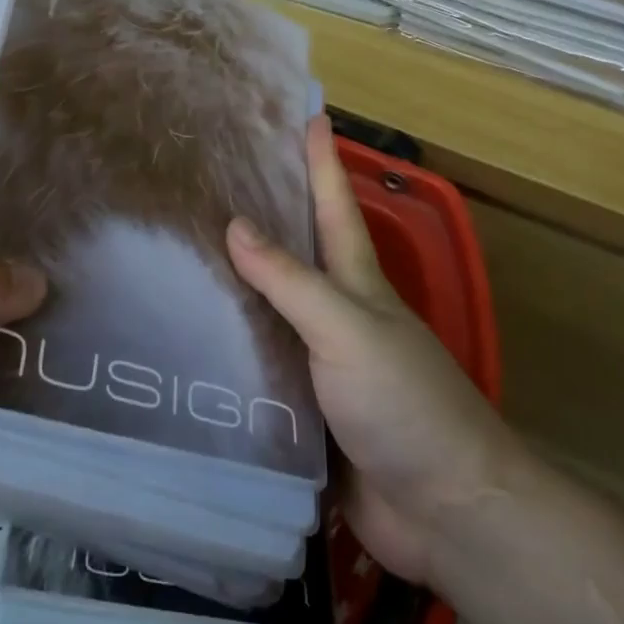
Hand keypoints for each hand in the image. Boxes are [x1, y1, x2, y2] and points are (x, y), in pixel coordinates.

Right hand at [227, 117, 512, 584]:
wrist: (443, 509)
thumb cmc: (404, 403)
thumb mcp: (347, 329)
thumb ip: (292, 282)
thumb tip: (235, 225)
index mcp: (356, 285)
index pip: (335, 207)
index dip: (322, 161)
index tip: (307, 114)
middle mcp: (337, 316)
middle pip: (295, 254)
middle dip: (264, 215)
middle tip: (212, 182)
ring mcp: (320, 364)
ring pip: (269, 312)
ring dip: (234, 286)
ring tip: (180, 257)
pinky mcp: (303, 411)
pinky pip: (257, 368)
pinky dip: (228, 350)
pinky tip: (189, 342)